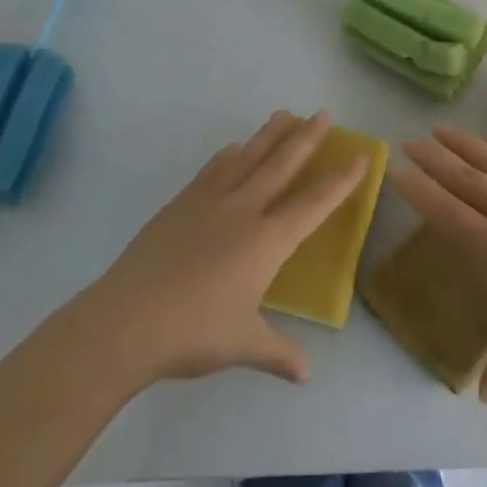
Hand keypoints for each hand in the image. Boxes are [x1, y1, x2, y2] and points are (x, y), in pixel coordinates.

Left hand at [84, 110, 367, 387]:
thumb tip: (305, 373)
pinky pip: (212, 170)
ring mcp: (208, 202)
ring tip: (284, 115)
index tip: (360, 155)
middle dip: (306, 138)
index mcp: (267, 241)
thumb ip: (278, 353)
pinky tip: (233, 148)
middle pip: (281, 165)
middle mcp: (242, 210)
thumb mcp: (243, 345)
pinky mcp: (180, 204)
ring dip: (269, 135)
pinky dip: (229, 155)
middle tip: (322, 113)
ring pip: (247, 158)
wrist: (126, 320)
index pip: (314, 203)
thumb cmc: (193, 333)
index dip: (340, 180)